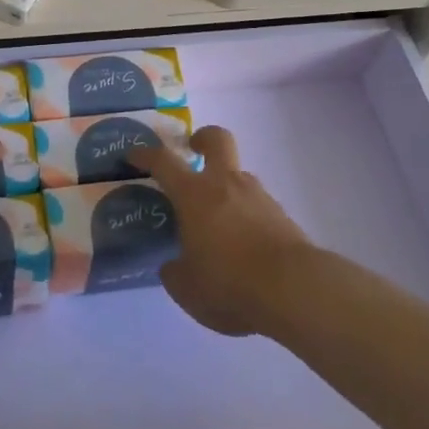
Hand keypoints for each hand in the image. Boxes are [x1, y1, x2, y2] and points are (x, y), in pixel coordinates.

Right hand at [129, 125, 312, 337]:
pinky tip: (244, 245)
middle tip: (192, 150)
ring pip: (239, 175)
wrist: (295, 289)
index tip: (133, 154)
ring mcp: (258, 196)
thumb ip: (175, 272)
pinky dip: (246, 215)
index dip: (145, 154)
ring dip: (226, 187)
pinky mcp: (281, 215)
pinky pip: (256, 204)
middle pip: (216, 139)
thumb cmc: (229, 282)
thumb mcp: (188, 289)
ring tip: (218, 222)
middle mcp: (225, 183)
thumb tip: (173, 265)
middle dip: (202, 138)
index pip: (163, 161)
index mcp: (194, 194)